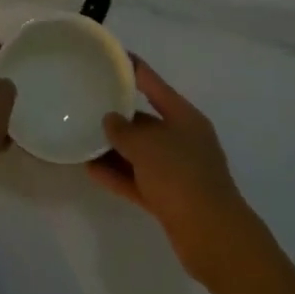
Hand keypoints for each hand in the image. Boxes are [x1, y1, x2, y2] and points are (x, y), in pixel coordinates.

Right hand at [88, 57, 246, 280]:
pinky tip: (90, 170)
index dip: (132, 68)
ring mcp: (177, 170)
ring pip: (139, 152)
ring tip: (80, 138)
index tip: (109, 55)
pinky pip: (137, 179)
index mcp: (184, 118)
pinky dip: (117, 174)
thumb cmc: (182, 177)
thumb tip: (110, 120)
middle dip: (117, 115)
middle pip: (145, 120)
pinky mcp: (169, 198)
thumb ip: (123, 130)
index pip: (154, 84)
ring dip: (113, 148)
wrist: (214, 238)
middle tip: (85, 103)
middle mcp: (182, 140)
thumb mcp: (147, 146)